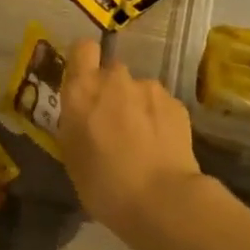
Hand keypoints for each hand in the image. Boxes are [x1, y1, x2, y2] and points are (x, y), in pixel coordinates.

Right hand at [56, 39, 205, 234]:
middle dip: (111, 91)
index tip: (84, 83)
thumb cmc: (103, 184)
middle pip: (111, 72)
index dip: (84, 62)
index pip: (81, 49)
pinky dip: (159, 119)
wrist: (161, 199)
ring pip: (138, 89)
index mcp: (82, 90)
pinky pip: (160, 104)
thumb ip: (75, 122)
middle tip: (113, 124)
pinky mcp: (176, 103)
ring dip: (137, 106)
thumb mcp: (72, 155)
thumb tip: (84, 114)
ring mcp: (149, 88)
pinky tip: (161, 146)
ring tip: (142, 141)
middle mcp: (115, 79)